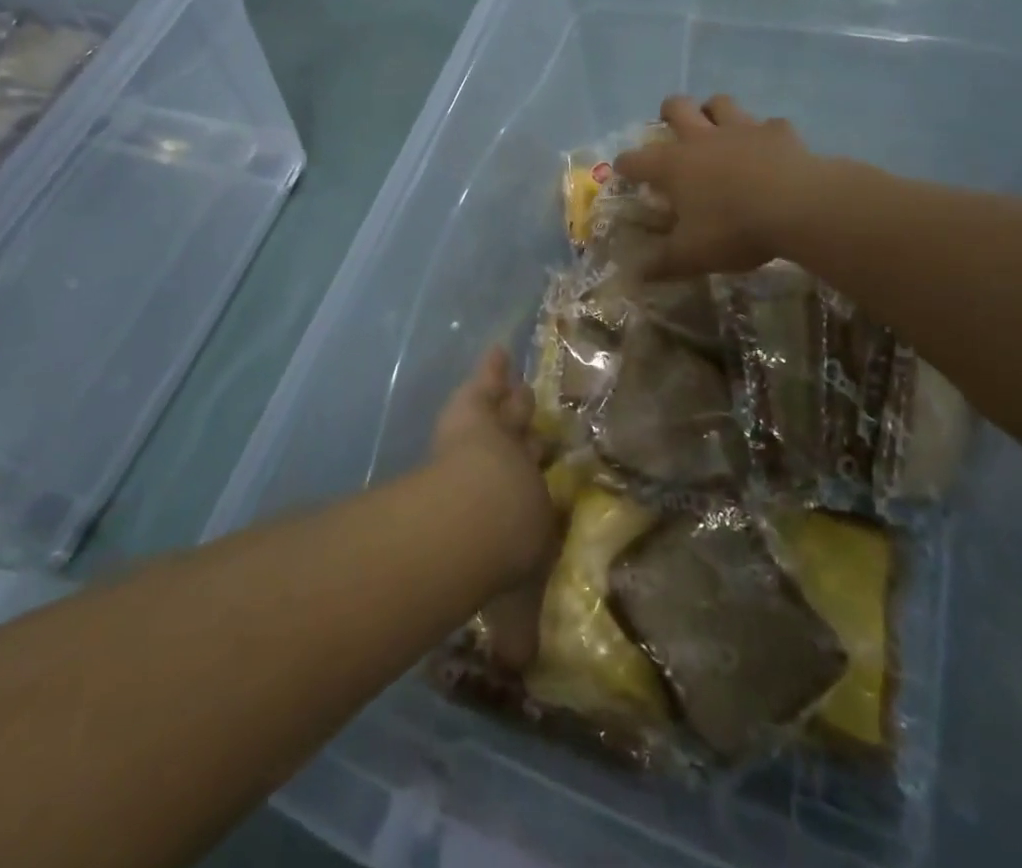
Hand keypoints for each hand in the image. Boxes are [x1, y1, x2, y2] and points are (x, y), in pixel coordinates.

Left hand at [431, 348, 555, 667]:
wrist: (481, 514)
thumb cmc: (500, 556)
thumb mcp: (511, 601)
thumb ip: (516, 629)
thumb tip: (523, 670)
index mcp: (533, 507)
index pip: (540, 488)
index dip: (541, 476)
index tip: (545, 467)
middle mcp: (524, 466)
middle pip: (530, 441)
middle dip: (532, 431)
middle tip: (537, 422)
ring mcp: (501, 432)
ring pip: (512, 410)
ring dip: (515, 399)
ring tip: (519, 386)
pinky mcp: (476, 409)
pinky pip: (486, 383)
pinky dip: (491, 369)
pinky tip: (496, 351)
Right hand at [613, 95, 825, 277]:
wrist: (798, 206)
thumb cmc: (734, 229)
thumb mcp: (692, 255)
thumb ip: (661, 263)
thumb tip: (633, 276)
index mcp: (673, 166)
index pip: (635, 160)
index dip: (625, 165)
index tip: (623, 171)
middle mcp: (702, 139)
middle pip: (677, 107)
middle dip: (670, 113)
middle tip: (673, 129)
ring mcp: (741, 129)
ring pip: (720, 103)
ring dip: (715, 112)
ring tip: (718, 130)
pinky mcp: (779, 131)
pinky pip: (769, 124)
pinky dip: (766, 135)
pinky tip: (770, 149)